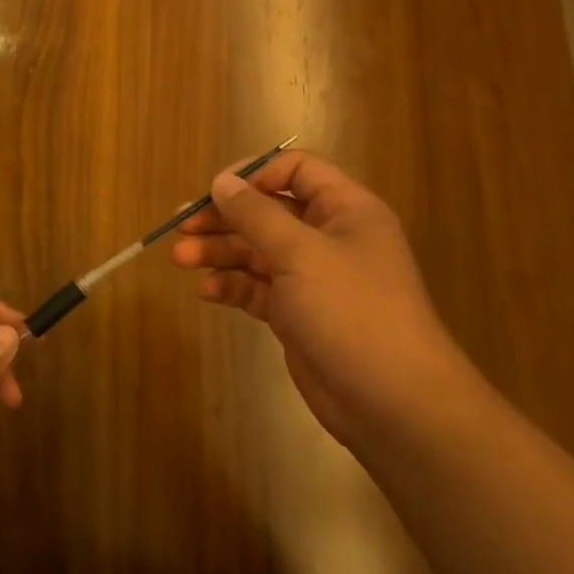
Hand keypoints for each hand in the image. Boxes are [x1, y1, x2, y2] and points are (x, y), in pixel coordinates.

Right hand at [171, 150, 480, 451]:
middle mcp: (329, 238)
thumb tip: (222, 181)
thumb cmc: (352, 311)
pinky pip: (257, 288)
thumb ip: (256, 214)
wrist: (393, 403)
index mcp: (345, 211)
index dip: (255, 174)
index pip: (297, 170)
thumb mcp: (300, 253)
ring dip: (218, 252)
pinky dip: (231, 285)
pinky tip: (206, 291)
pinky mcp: (297, 314)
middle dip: (223, 218)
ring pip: (256, 251)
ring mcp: (313, 278)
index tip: (215, 190)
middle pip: (267, 212)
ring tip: (180, 258)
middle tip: (180, 226)